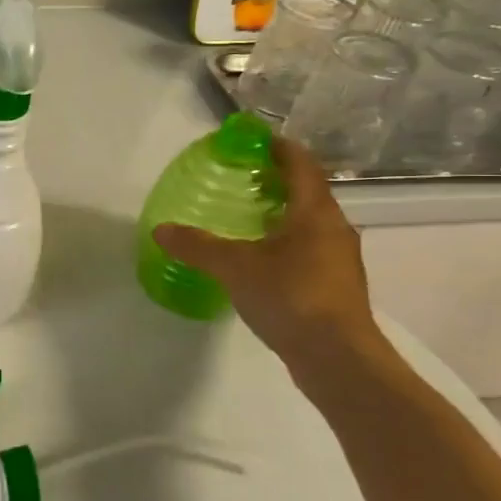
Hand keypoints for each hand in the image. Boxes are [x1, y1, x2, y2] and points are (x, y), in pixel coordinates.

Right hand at [154, 136, 379, 361]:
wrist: (338, 359)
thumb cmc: (291, 297)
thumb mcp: (234, 267)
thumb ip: (197, 246)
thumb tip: (161, 230)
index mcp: (315, 212)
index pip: (300, 163)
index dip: (278, 147)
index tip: (252, 141)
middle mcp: (334, 228)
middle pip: (307, 191)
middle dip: (276, 180)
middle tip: (239, 178)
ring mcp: (339, 259)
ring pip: (309, 222)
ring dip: (281, 213)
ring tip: (244, 217)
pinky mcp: (336, 286)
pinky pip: (309, 249)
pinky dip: (285, 242)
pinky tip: (260, 259)